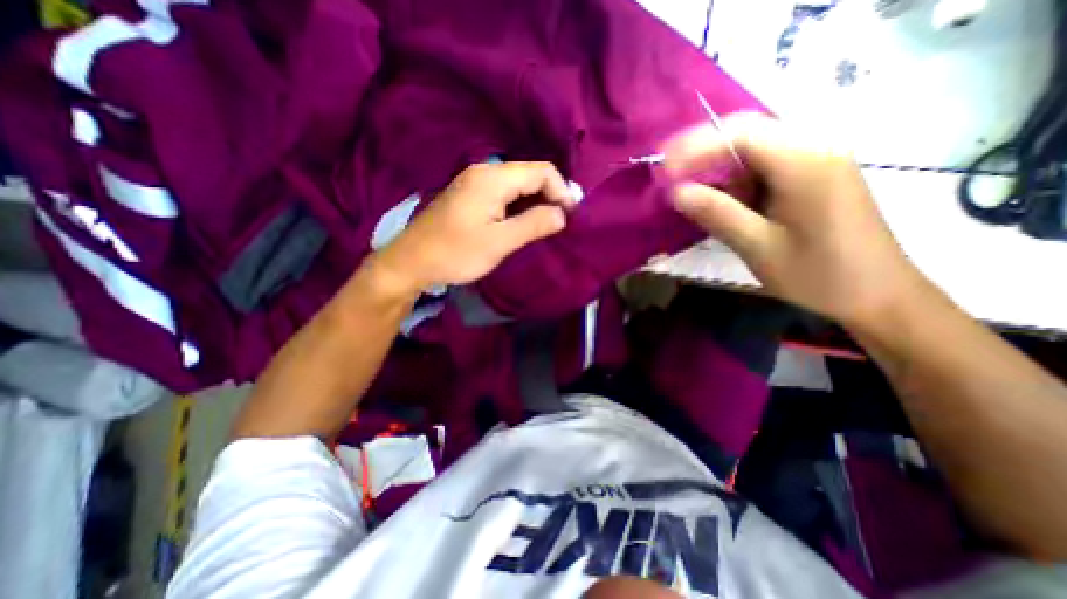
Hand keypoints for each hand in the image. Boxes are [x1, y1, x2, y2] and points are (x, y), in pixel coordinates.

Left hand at [371, 161, 575, 295]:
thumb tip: (562, 214)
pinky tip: (522, 223)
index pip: (541, 171)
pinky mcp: (469, 196)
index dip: (561, 190)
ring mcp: (474, 183)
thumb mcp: (500, 242)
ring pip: (517, 185)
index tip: (571, 216)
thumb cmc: (456, 253)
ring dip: (535, 202)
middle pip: (529, 174)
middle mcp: (484, 172)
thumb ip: (534, 224)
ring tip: (546, 226)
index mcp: (493, 178)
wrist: (411, 261)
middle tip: (562, 223)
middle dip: (550, 196)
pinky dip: (519, 206)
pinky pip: (503, 194)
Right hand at [664, 111, 926, 327]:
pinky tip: (717, 195)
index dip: (695, 147)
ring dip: (716, 164)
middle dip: (702, 150)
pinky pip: (764, 165)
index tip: (663, 171)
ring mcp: (817, 160)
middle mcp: (815, 148)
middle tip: (667, 173)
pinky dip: (734, 177)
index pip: (741, 134)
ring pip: (754, 147)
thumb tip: (676, 192)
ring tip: (685, 185)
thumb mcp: (760, 247)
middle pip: (748, 132)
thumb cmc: (819, 276)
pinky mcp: (812, 176)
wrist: (878, 295)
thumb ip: (717, 214)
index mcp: (807, 162)